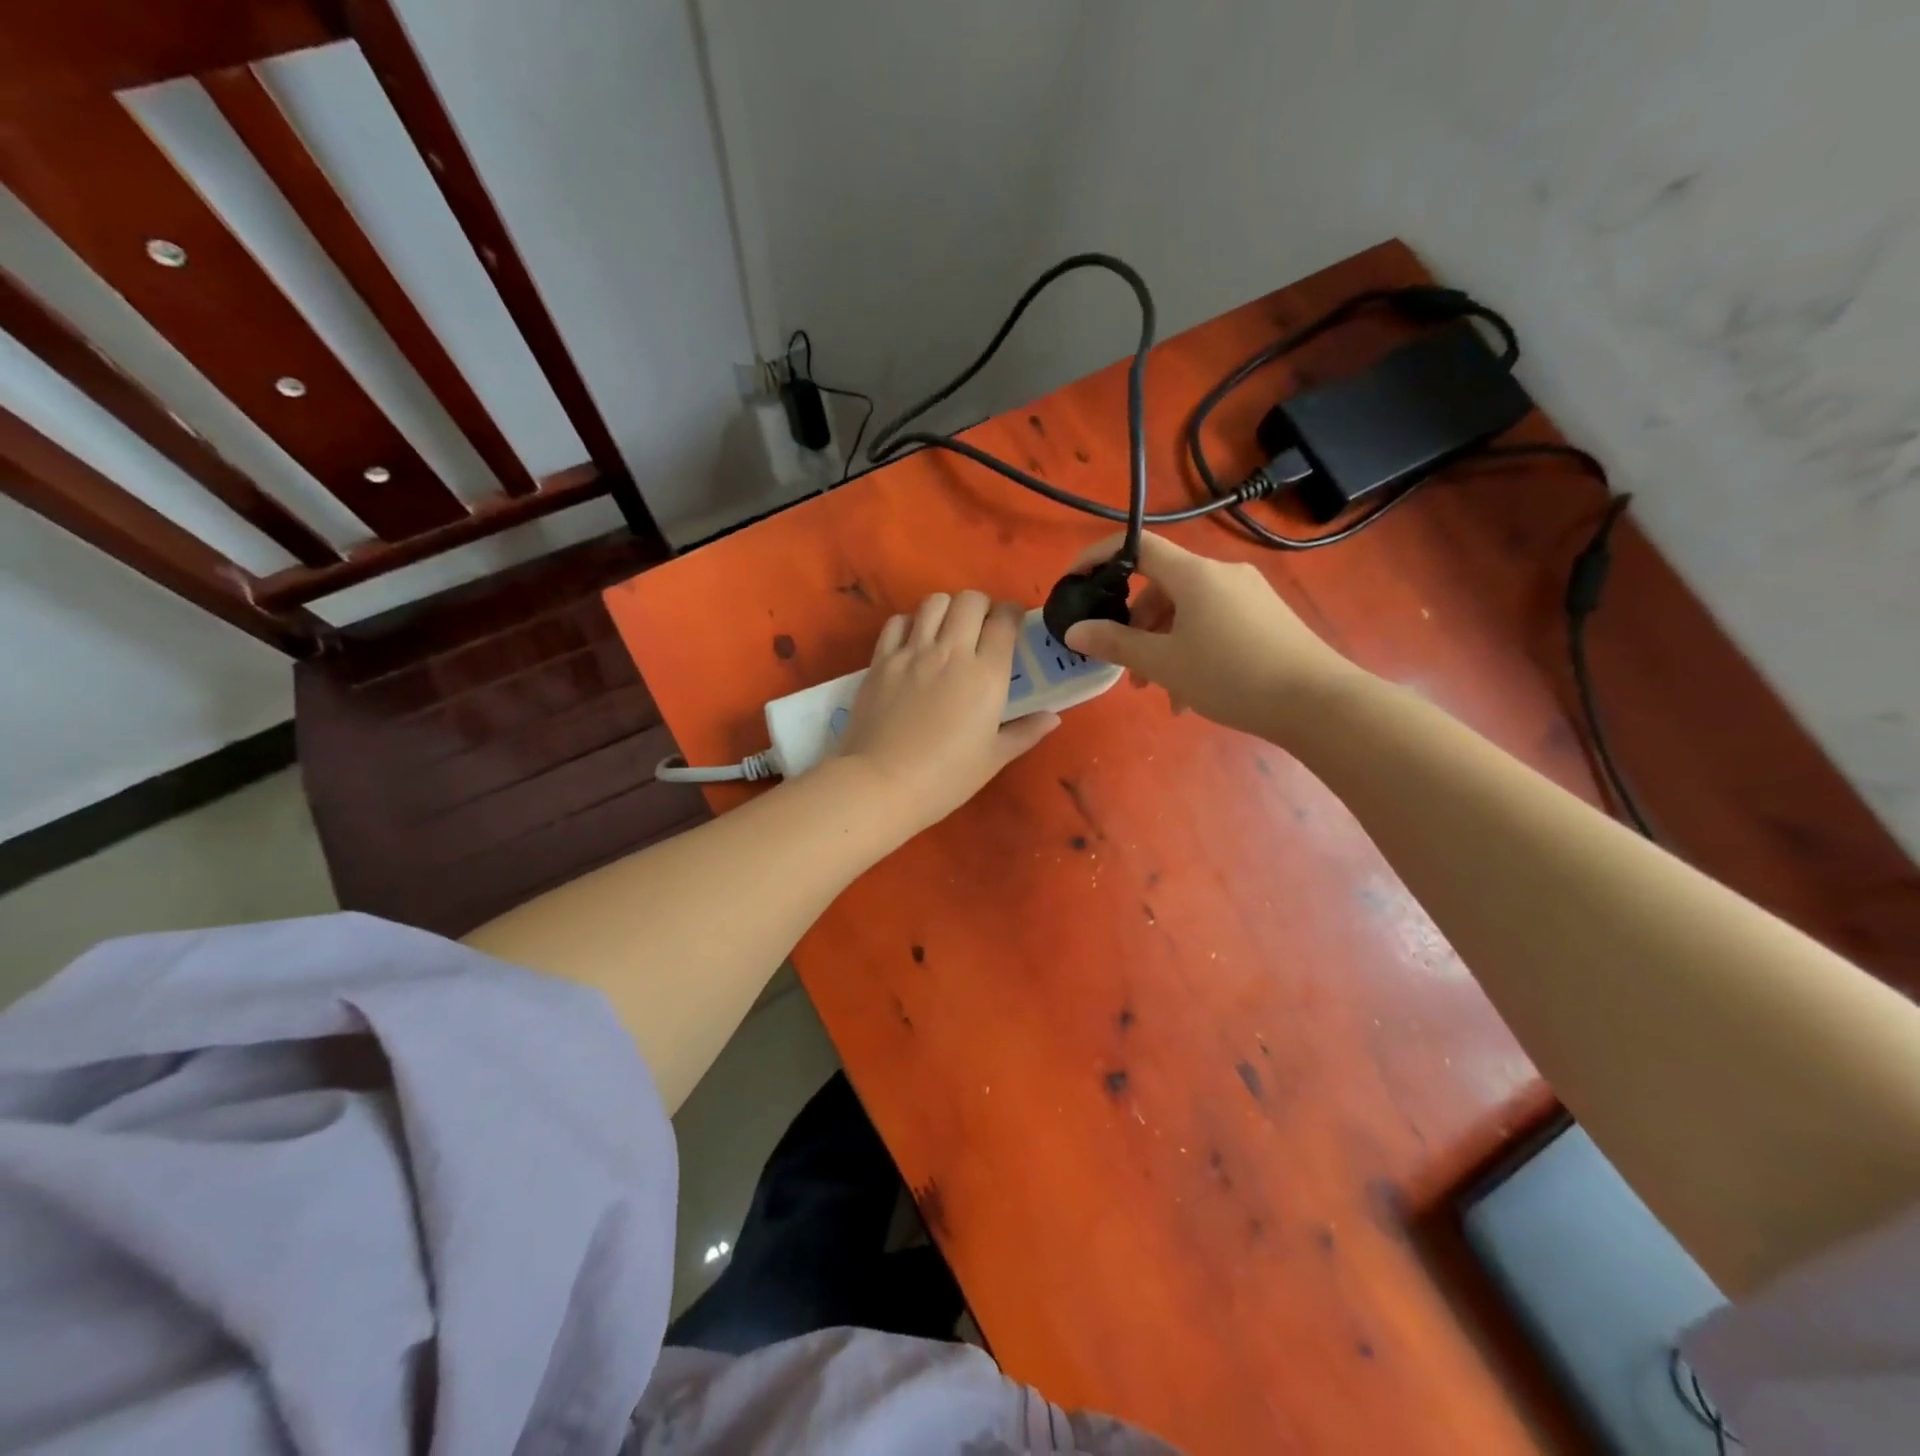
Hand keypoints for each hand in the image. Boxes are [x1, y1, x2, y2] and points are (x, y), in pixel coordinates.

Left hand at [836, 591, 1059, 834]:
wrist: (881, 784)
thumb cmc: (946, 778)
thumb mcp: (993, 759)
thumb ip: (1025, 732)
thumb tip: (1052, 717)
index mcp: (986, 675)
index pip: (1004, 620)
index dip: (1012, 613)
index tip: (1013, 624)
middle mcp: (951, 652)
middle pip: (970, 600)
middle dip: (981, 606)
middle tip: (981, 627)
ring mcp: (912, 653)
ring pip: (933, 602)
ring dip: (946, 609)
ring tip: (947, 630)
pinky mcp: (881, 660)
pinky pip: (897, 622)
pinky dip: (910, 623)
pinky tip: (913, 643)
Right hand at [1063, 533, 1360, 738]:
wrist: (1317, 702)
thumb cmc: (1231, 676)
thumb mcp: (1164, 663)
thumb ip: (1115, 643)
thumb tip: (1074, 630)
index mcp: (1195, 574)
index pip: (1138, 547)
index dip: (1100, 557)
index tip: (1075, 580)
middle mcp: (1222, 574)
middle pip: (1163, 586)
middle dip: (1137, 626)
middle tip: (1126, 667)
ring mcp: (1249, 594)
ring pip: (1188, 611)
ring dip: (1164, 646)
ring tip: (1160, 693)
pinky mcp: (1266, 617)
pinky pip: (1214, 623)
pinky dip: (1193, 650)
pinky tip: (1192, 693)